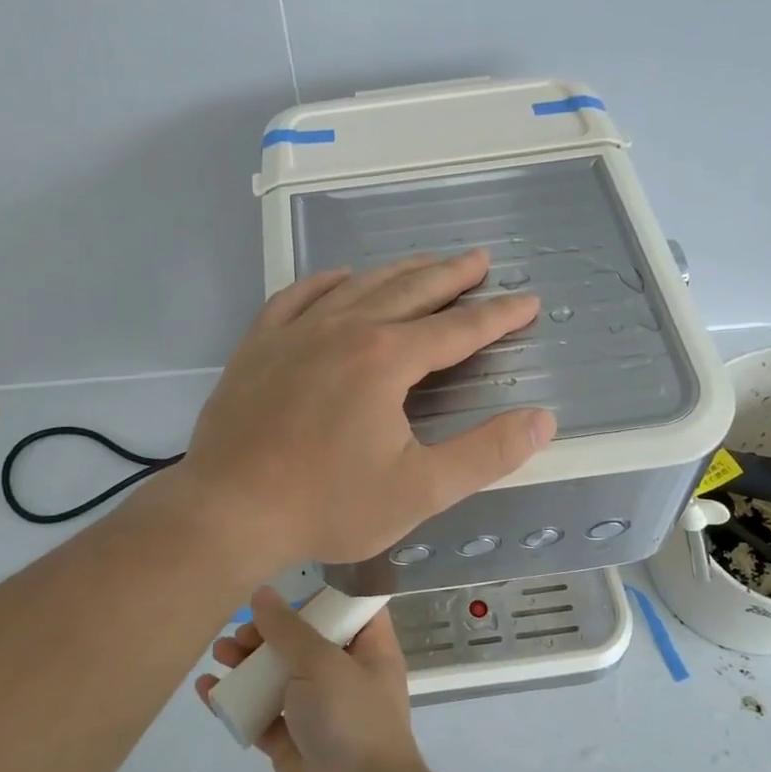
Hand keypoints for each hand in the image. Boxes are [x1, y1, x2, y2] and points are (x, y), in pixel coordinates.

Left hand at [178, 250, 554, 570]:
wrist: (228, 511)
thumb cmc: (327, 505)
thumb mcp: (420, 490)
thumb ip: (486, 454)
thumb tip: (542, 419)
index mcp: (386, 359)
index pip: (457, 329)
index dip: (498, 316)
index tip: (527, 302)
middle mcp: (344, 330)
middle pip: (409, 291)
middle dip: (450, 275)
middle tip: (480, 260)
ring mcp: (295, 333)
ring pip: (356, 287)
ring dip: (396, 271)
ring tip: (424, 262)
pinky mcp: (258, 346)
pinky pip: (296, 297)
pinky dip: (324, 283)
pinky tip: (337, 277)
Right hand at [196, 587, 424, 771]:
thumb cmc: (351, 720)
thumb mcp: (321, 663)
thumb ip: (288, 629)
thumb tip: (263, 594)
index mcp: (369, 651)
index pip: (350, 612)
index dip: (320, 597)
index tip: (285, 590)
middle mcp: (346, 677)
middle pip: (304, 642)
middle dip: (269, 633)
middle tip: (241, 633)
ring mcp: (318, 712)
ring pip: (278, 677)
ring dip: (248, 663)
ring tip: (219, 653)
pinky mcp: (292, 745)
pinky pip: (260, 714)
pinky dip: (236, 702)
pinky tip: (207, 691)